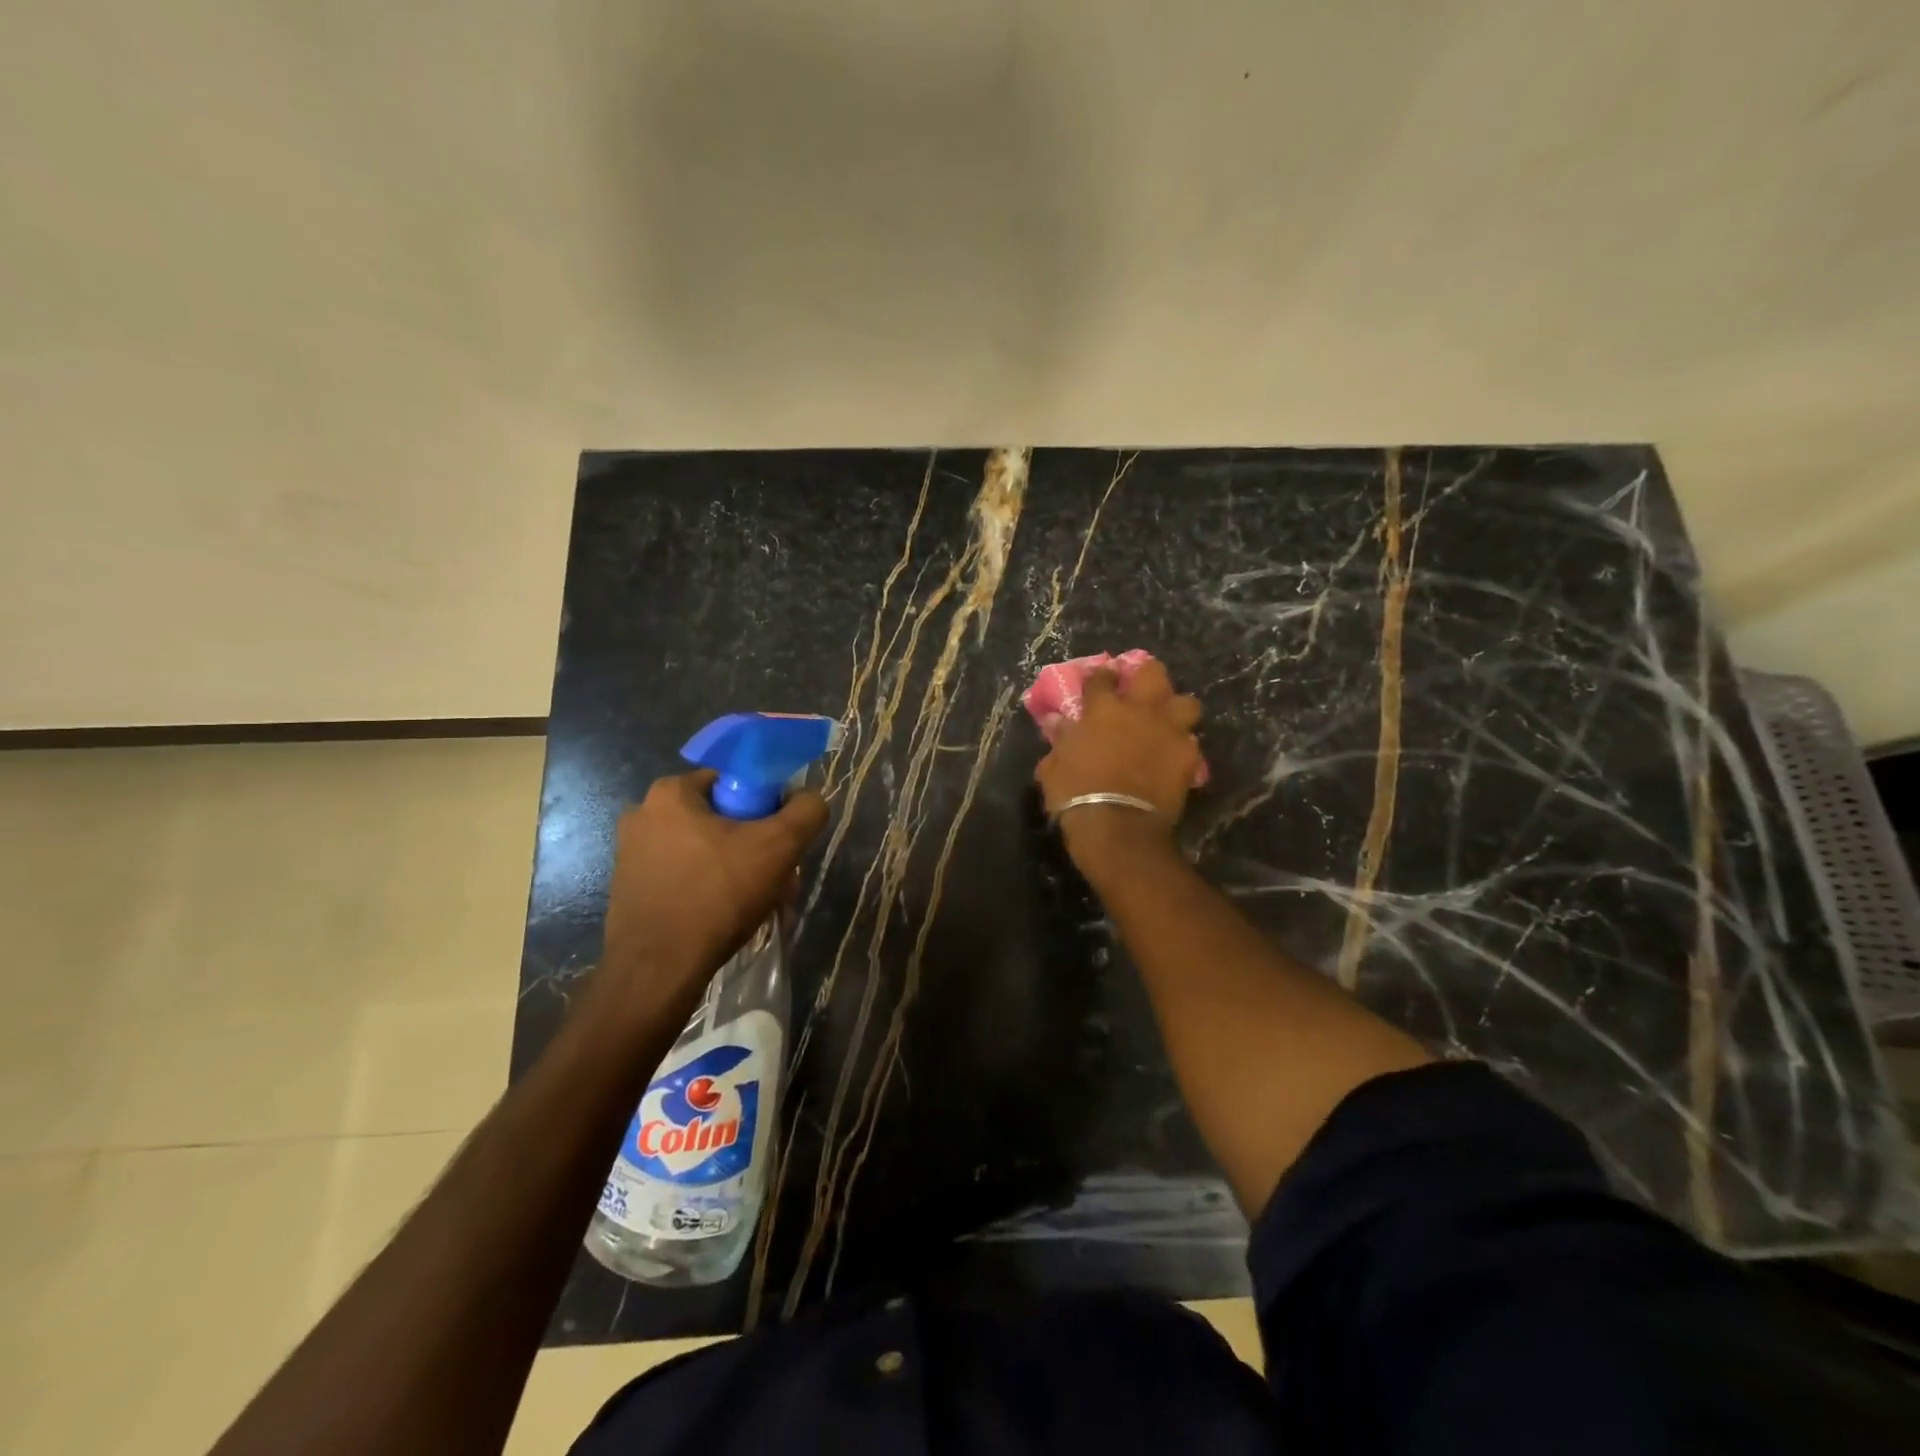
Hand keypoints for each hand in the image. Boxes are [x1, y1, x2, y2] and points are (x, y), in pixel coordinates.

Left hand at [595, 771, 828, 1010]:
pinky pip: (685, 875)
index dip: (767, 807)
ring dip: (739, 870)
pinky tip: (731, 917)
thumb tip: (809, 799)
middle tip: (779, 878)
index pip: (736, 781)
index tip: (782, 840)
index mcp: (671, 792)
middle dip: (757, 846)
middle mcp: (643, 814)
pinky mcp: (630, 888)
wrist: (657, 972)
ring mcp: (632, 853)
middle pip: (722, 818)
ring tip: (763, 904)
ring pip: (706, 850)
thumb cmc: (717, 896)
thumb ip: (806, 811)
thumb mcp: (779, 846)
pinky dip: (711, 889)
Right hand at [1034, 660, 1202, 873]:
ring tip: (1167, 722)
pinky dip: (1183, 747)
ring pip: (1187, 703)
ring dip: (1177, 710)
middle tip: (1141, 690)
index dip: (1101, 676)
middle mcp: (1140, 710)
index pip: (1102, 677)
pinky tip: (1174, 757)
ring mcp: (1169, 731)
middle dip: (1147, 676)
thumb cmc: (1075, 794)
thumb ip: (1060, 739)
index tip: (1100, 680)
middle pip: (1153, 672)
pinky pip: (1192, 742)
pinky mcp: (1189, 756)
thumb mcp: (1053, 766)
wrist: (1117, 827)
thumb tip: (1057, 722)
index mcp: (1103, 709)